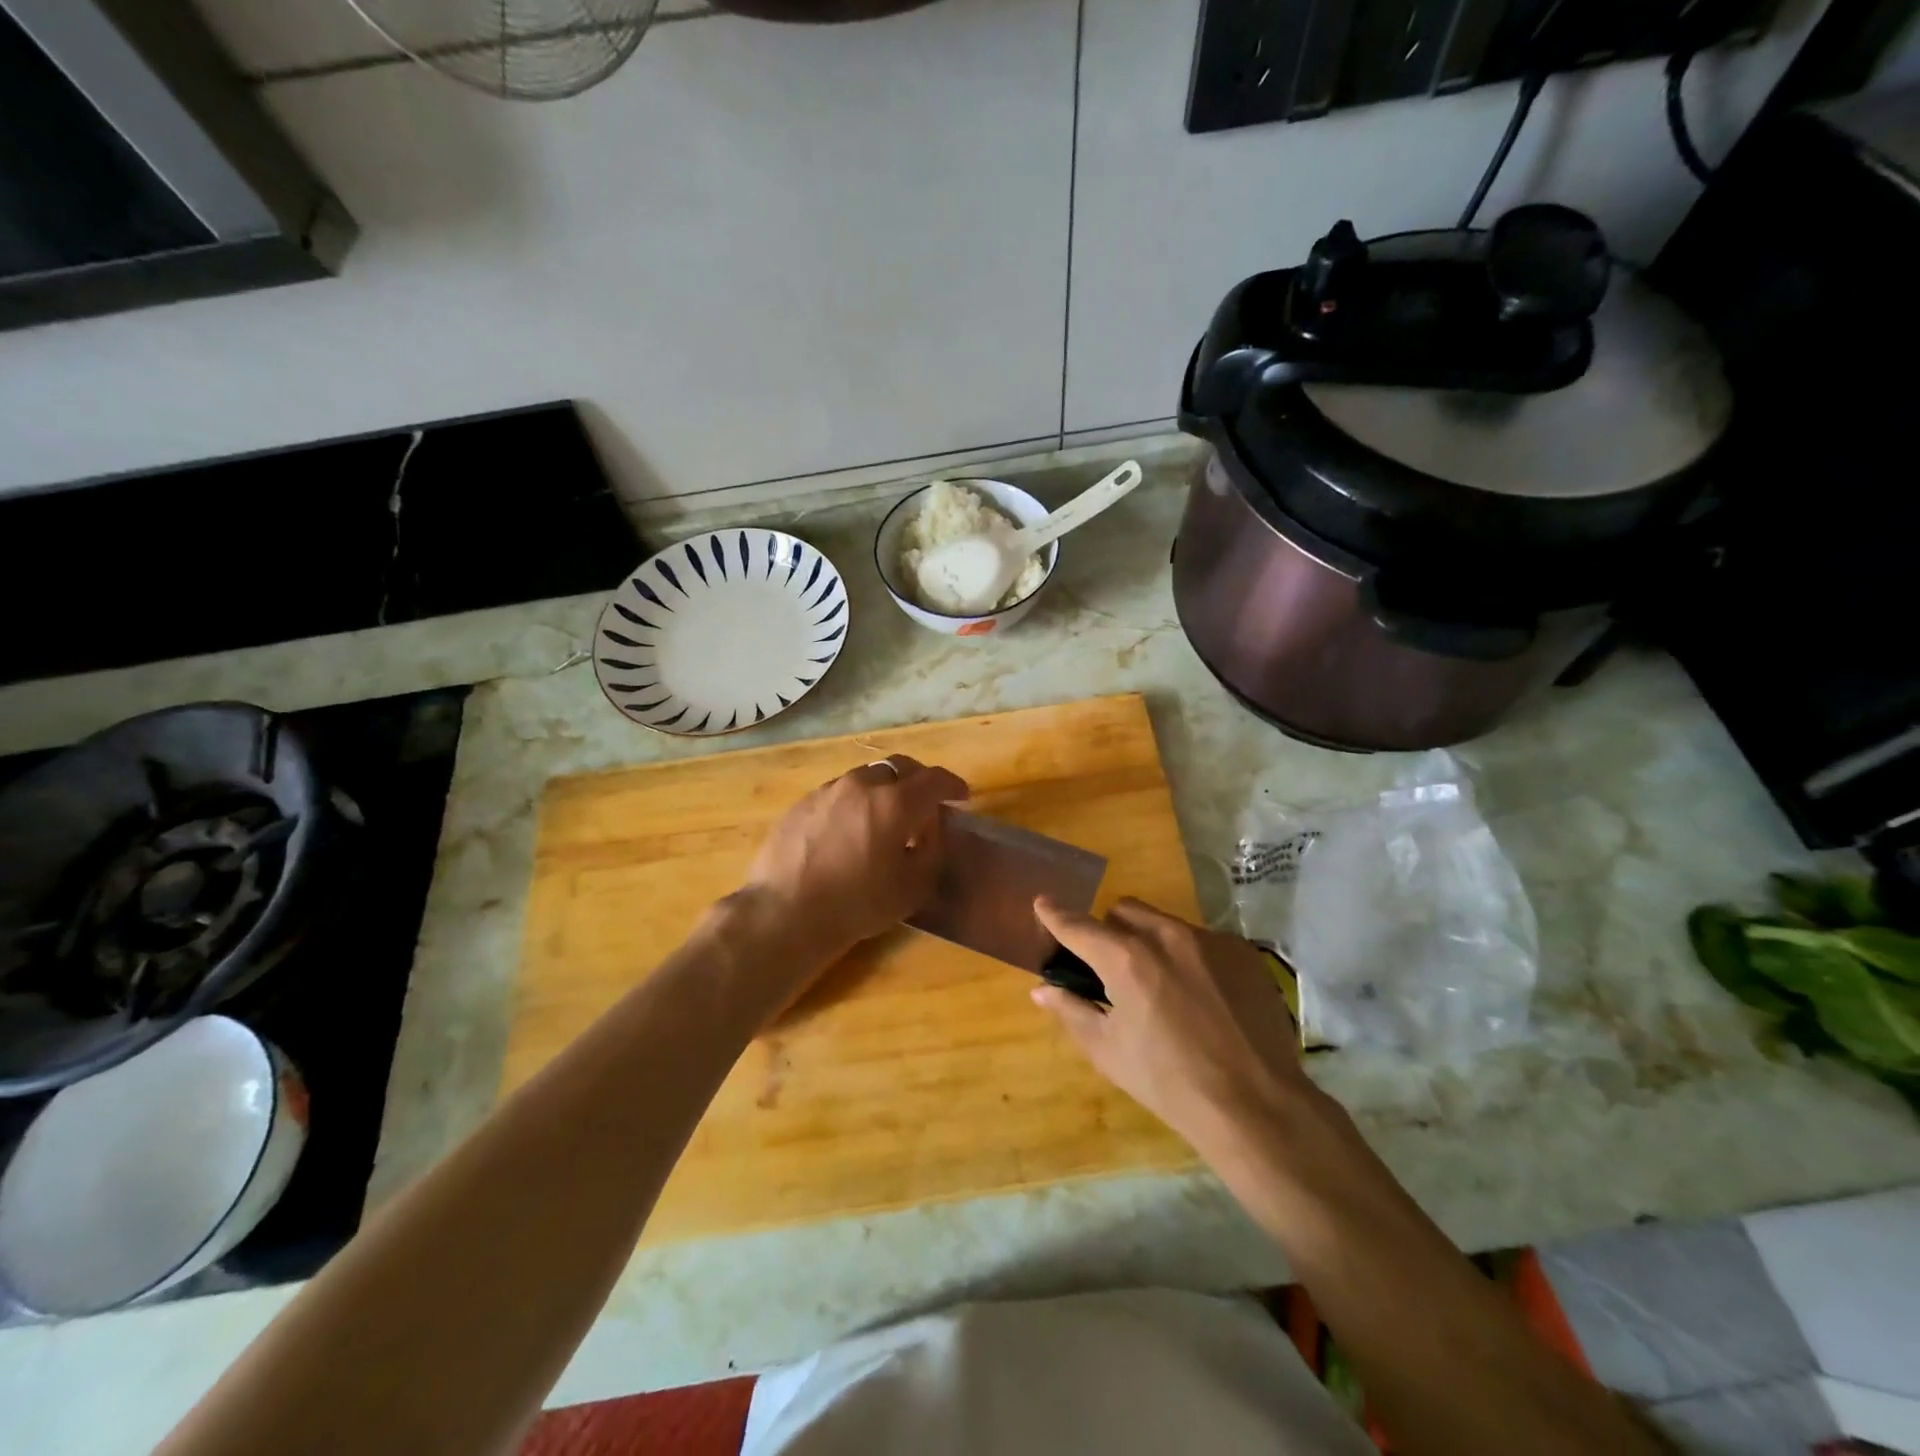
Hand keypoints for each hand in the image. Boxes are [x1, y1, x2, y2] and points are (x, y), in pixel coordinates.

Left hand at [739, 755, 968, 962]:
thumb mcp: (913, 887)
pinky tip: (849, 831)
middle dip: (918, 780)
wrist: (785, 913)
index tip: (961, 797)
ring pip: (866, 778)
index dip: (953, 785)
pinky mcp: (802, 803)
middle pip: (899, 767)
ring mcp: (828, 790)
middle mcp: (862, 785)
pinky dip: (854, 803)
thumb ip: (931, 850)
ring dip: (884, 791)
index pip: (934, 779)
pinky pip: (839, 793)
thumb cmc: (858, 904)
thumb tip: (929, 829)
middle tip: (925, 804)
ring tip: (884, 819)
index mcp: (895, 802)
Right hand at [1032, 897, 1312, 1158]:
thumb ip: (1071, 1011)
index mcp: (1127, 959)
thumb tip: (1042, 990)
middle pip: (1124, 911)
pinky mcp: (1242, 952)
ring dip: (1150, 941)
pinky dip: (1189, 957)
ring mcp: (1210, 940)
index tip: (1043, 904)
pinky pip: (1202, 940)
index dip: (1056, 915)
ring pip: (1164, 923)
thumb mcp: (1108, 1051)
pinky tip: (1201, 997)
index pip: (1080, 926)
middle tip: (1112, 968)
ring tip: (1162, 986)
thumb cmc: (1169, 1082)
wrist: (1256, 1105)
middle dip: (1109, 930)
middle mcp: (1167, 936)